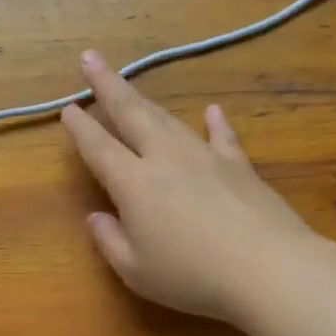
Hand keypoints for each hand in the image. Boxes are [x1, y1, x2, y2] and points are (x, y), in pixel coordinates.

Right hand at [62, 50, 316, 323]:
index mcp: (134, 184)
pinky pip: (221, 137)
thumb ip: (110, 241)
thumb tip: (96, 217)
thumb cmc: (193, 276)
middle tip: (90, 58)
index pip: (99, 148)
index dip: (81, 128)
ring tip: (131, 88)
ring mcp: (205, 157)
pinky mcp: (239, 166)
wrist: (267, 269)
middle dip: (108, 85)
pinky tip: (212, 110)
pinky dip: (214, 122)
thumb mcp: (137, 271)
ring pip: (169, 120)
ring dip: (146, 102)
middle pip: (131, 114)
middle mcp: (166, 159)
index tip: (68, 108)